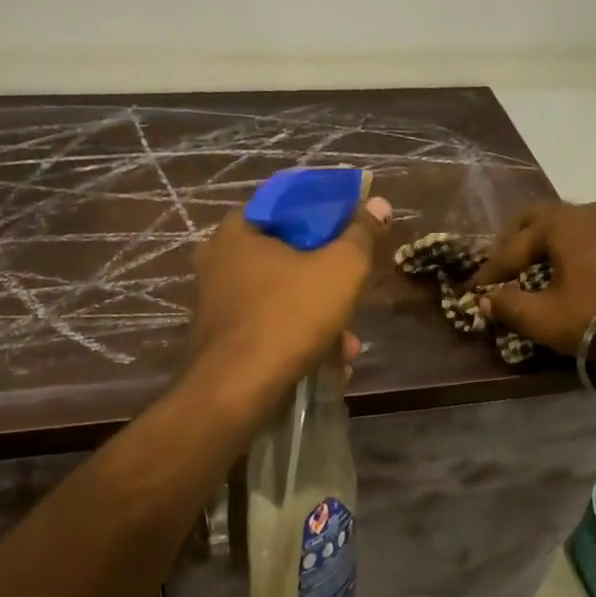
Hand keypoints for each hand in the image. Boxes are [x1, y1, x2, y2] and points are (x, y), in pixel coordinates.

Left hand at [189, 196, 391, 406]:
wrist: (237, 392)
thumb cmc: (288, 316)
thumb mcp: (341, 269)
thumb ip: (361, 234)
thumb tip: (378, 204)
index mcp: (238, 232)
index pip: (285, 204)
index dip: (324, 213)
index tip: (352, 231)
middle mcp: (219, 263)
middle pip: (287, 257)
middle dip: (328, 281)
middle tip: (354, 296)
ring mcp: (217, 305)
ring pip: (282, 299)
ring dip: (321, 320)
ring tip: (347, 347)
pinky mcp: (222, 342)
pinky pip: (269, 329)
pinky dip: (299, 342)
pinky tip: (327, 365)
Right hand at [476, 200, 595, 360]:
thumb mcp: (545, 319)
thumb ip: (509, 307)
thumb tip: (486, 301)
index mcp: (558, 225)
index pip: (511, 247)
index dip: (490, 272)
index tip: (474, 291)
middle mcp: (586, 213)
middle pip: (539, 219)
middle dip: (517, 242)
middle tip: (505, 266)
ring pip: (570, 224)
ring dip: (549, 243)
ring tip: (541, 266)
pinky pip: (595, 236)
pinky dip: (577, 249)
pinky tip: (580, 270)